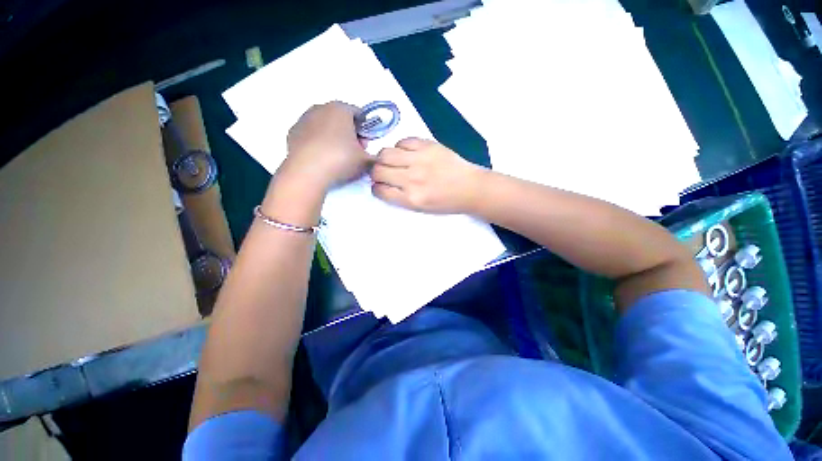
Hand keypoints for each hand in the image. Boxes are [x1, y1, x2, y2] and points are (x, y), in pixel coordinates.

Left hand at [280, 102, 370, 191]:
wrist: (307, 171)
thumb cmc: (341, 159)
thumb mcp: (366, 161)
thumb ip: (375, 157)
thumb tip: (376, 158)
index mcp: (341, 109)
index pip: (358, 114)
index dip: (365, 129)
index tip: (366, 144)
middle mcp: (321, 108)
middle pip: (341, 118)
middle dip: (349, 132)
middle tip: (354, 151)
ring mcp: (304, 119)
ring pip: (325, 125)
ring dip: (333, 137)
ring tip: (337, 156)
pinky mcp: (293, 132)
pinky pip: (311, 135)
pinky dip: (318, 142)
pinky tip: (322, 157)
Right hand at [370, 138, 484, 213]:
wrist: (471, 188)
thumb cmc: (446, 202)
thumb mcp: (421, 208)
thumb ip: (400, 197)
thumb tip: (383, 184)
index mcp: (411, 199)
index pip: (380, 190)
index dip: (376, 188)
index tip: (379, 186)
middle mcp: (412, 179)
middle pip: (378, 170)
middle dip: (376, 172)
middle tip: (383, 173)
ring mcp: (420, 160)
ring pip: (385, 153)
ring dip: (384, 158)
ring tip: (392, 161)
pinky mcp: (428, 145)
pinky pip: (403, 141)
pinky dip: (400, 147)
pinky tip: (406, 153)